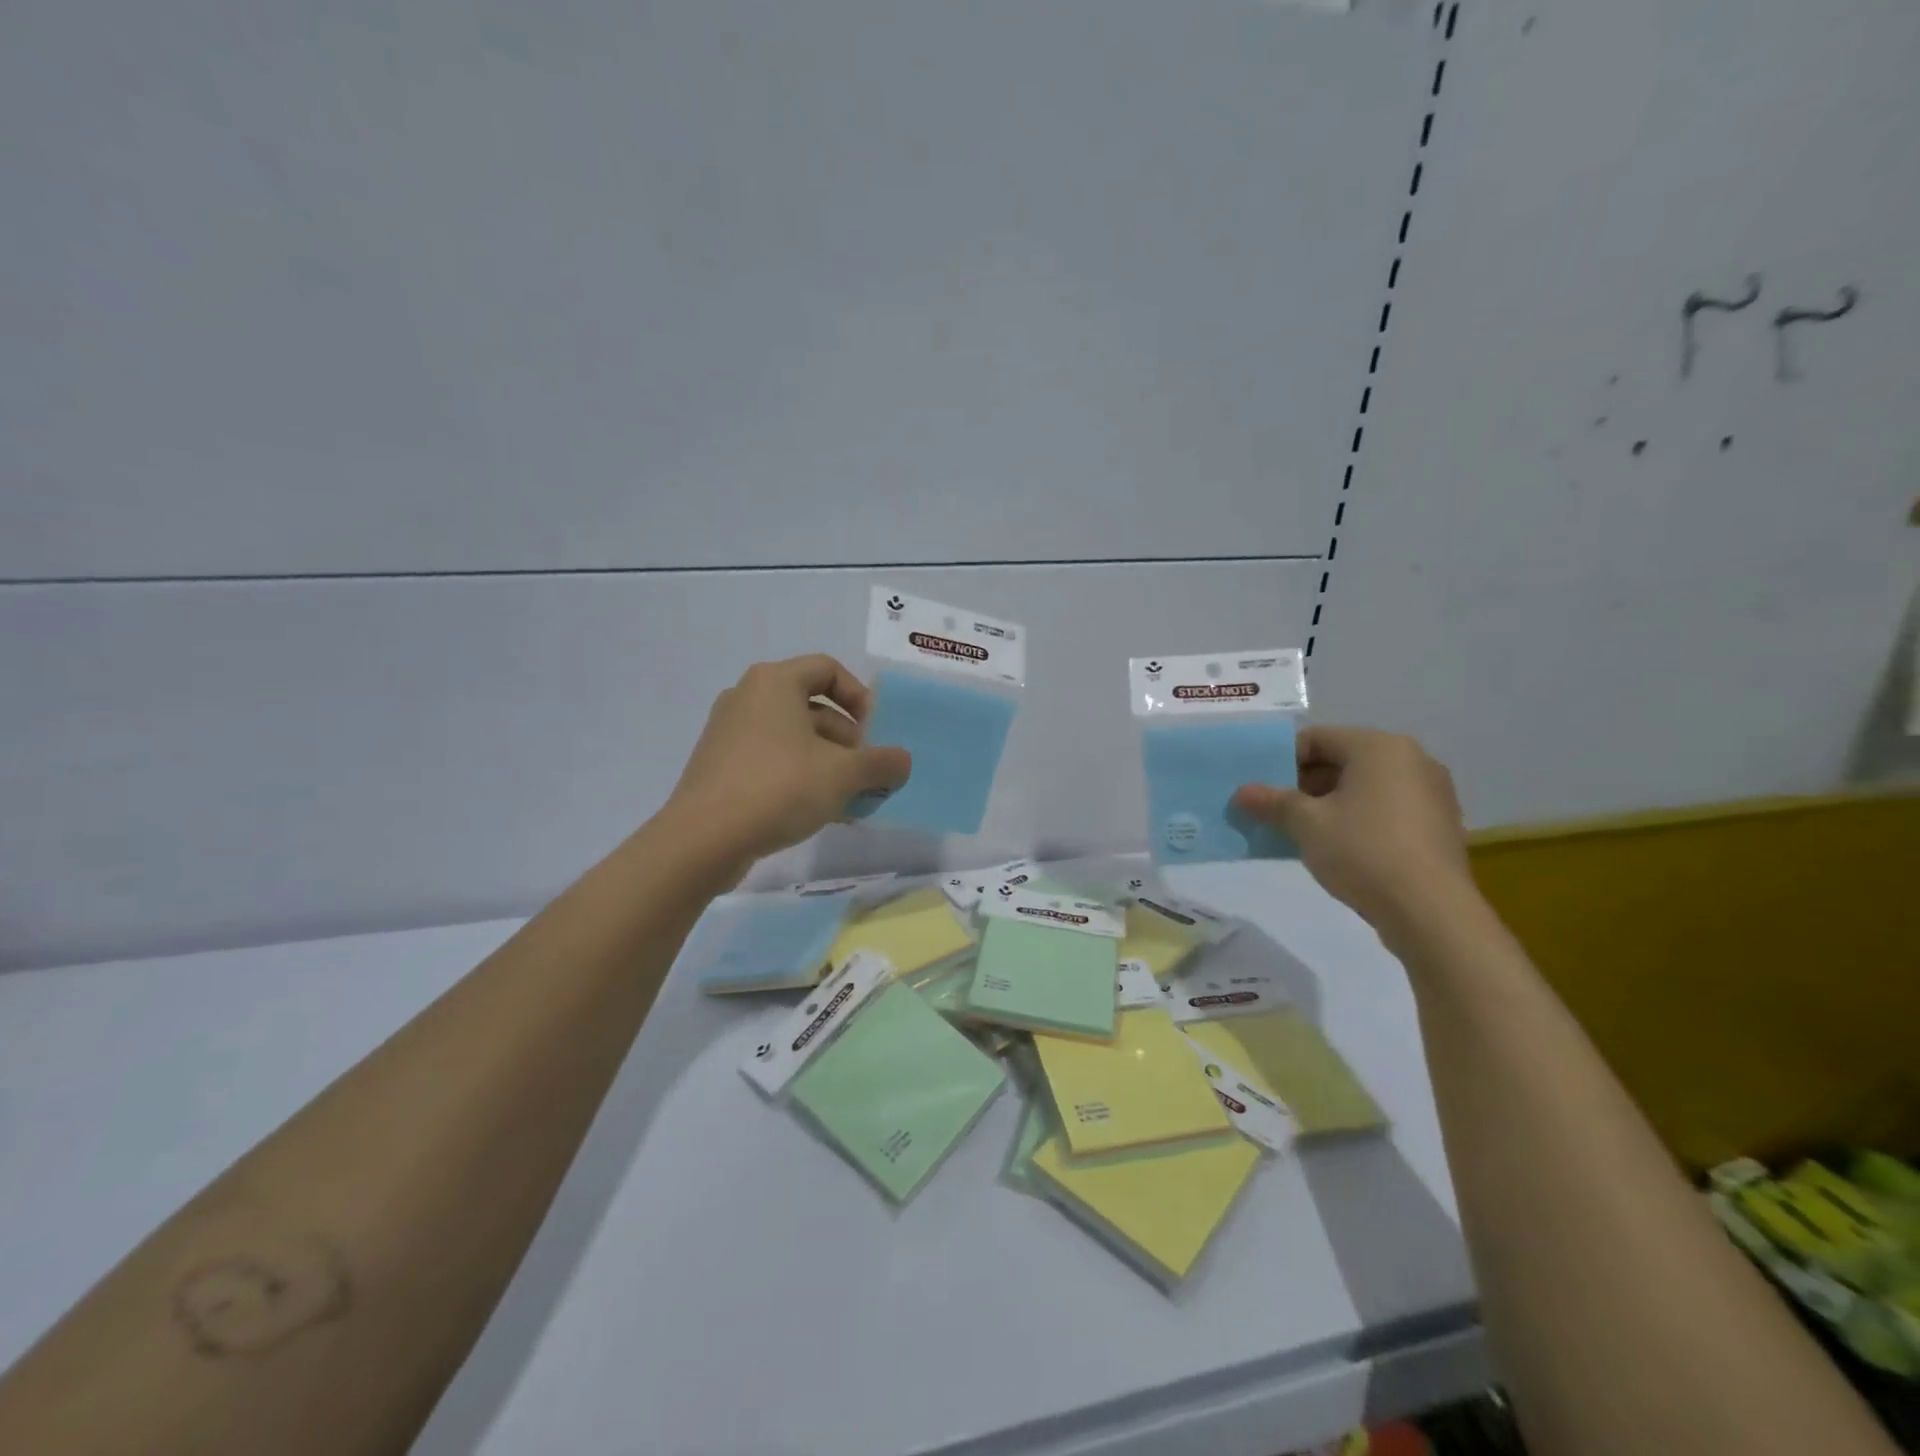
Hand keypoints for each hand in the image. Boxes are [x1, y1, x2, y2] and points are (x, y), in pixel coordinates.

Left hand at [662, 655, 910, 873]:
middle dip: (848, 740)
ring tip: (849, 799)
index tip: (874, 733)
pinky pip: (772, 760)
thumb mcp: (843, 775)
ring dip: (828, 763)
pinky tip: (819, 811)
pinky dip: (800, 776)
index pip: (828, 669)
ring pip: (794, 738)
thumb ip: (881, 763)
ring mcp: (729, 733)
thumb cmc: (778, 788)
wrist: (703, 840)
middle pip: (812, 706)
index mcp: (774, 682)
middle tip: (865, 774)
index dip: (859, 696)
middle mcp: (748, 697)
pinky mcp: (720, 766)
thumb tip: (902, 762)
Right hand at [1233, 726, 1472, 935]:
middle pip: (1343, 760)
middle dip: (1304, 783)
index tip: (1260, 786)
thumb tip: (1242, 792)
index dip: (1282, 759)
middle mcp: (1412, 759)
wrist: (1430, 912)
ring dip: (1329, 802)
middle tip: (1274, 809)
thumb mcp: (1306, 824)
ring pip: (1365, 786)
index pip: (1318, 738)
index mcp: (1380, 747)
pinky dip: (1358, 818)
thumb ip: (1272, 802)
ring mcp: (1431, 793)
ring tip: (1300, 830)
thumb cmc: (1363, 851)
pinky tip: (1337, 846)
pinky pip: (1386, 808)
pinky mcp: (1438, 825)